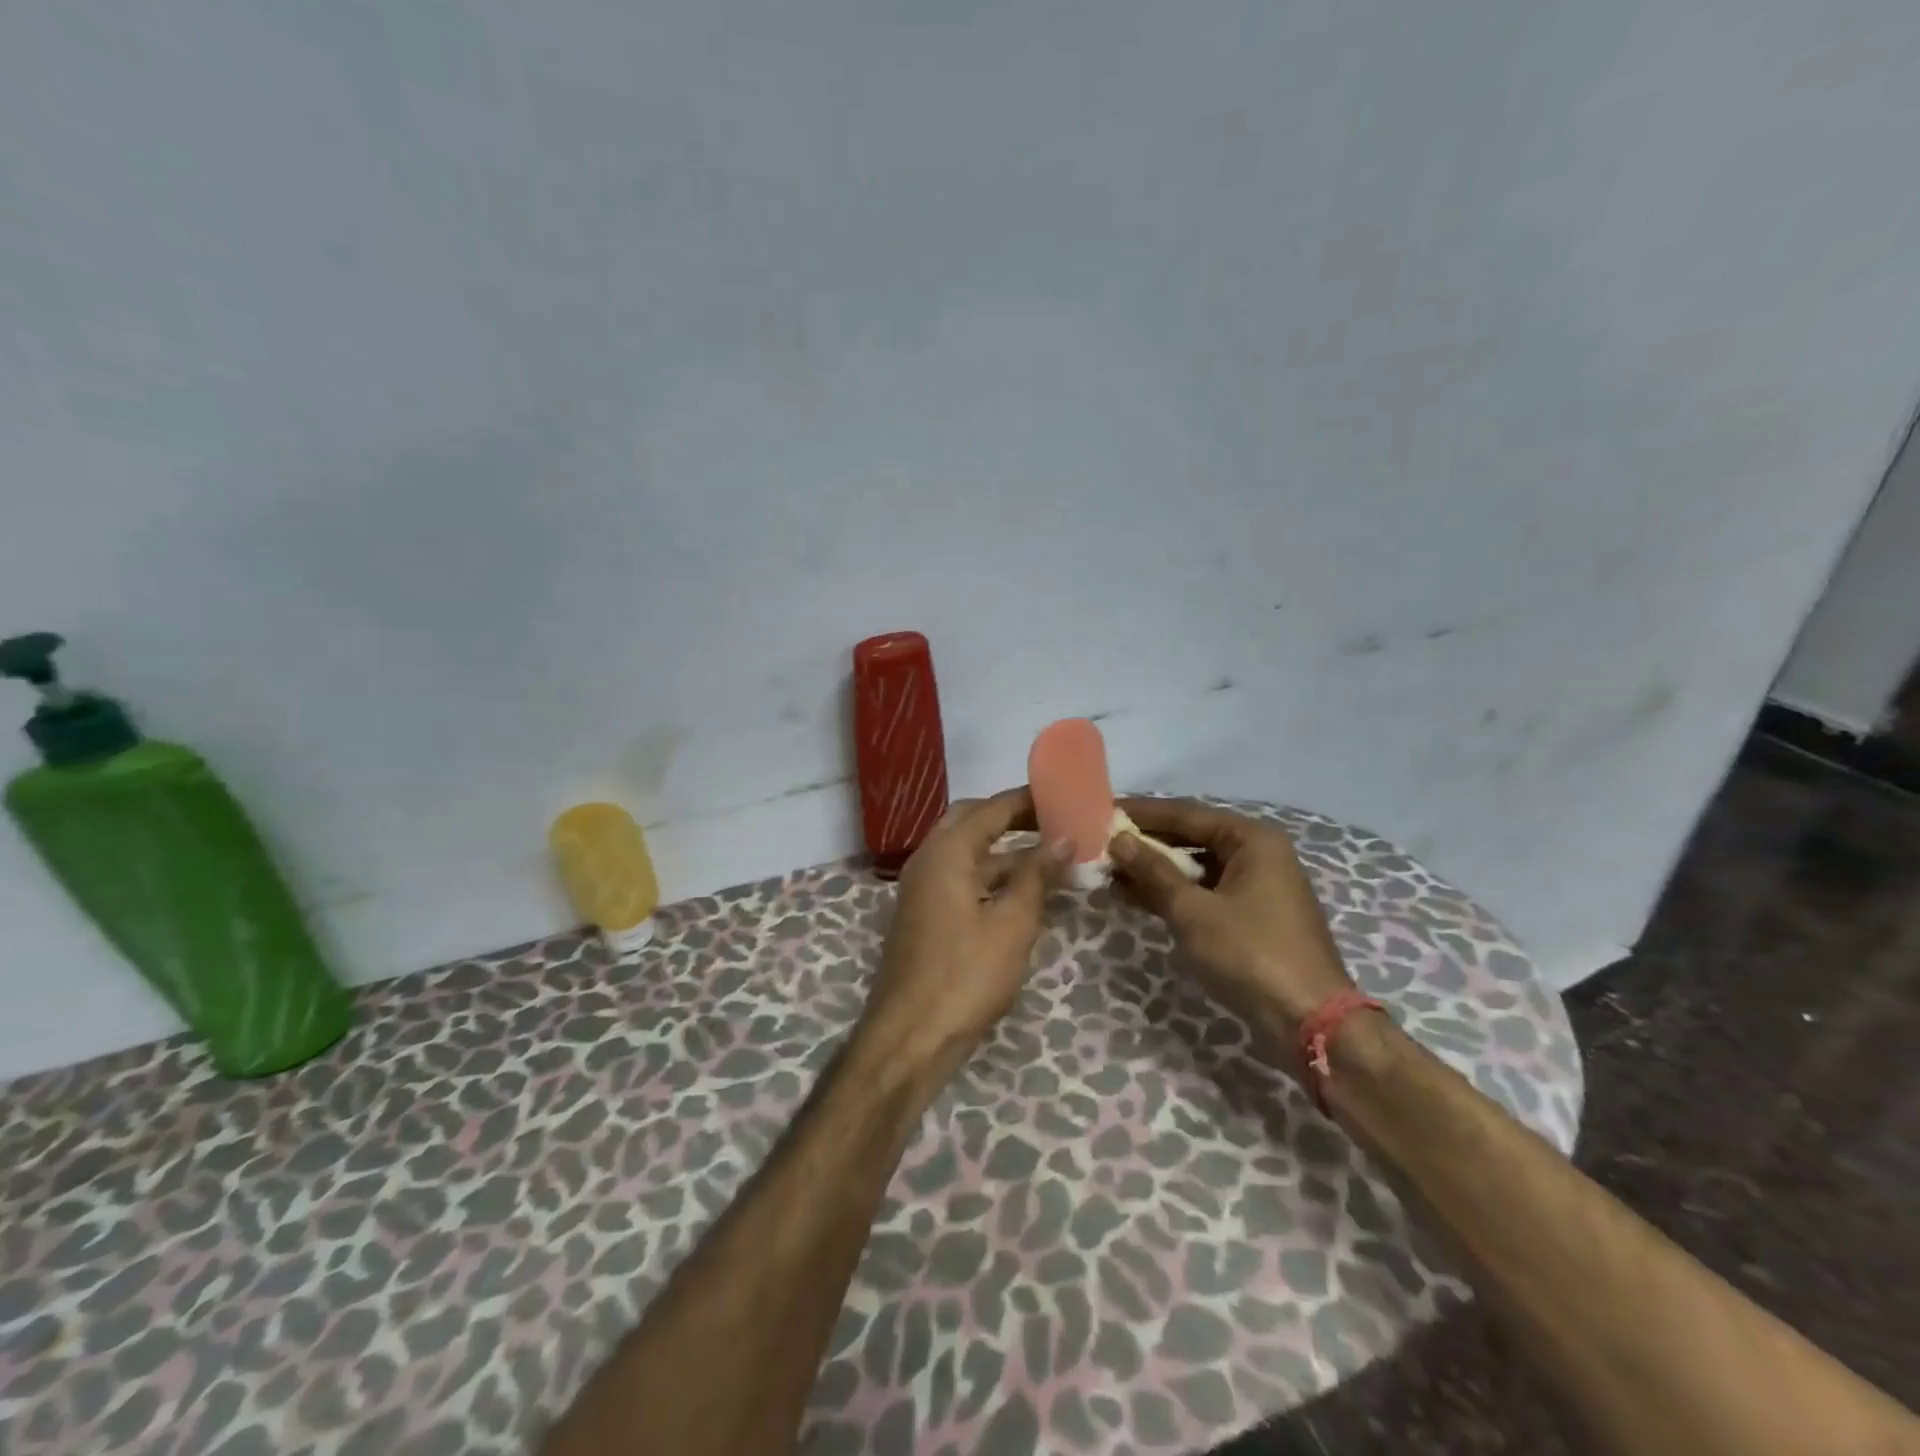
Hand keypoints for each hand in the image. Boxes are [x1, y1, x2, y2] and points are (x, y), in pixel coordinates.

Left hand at [856, 788, 1065, 1082]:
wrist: (910, 1036)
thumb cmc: (966, 975)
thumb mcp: (1012, 923)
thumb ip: (1037, 875)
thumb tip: (1063, 838)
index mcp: (946, 852)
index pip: (991, 808)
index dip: (1028, 800)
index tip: (1064, 795)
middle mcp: (929, 860)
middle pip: (972, 822)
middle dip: (1012, 819)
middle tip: (1054, 822)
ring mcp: (923, 889)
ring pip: (968, 854)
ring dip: (1006, 852)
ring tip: (1053, 857)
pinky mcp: (926, 915)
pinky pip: (962, 880)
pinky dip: (993, 878)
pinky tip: (1026, 893)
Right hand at [1110, 797, 1355, 1041]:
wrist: (1308, 1021)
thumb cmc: (1248, 953)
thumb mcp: (1192, 910)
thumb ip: (1153, 871)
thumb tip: (1118, 840)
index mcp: (1251, 839)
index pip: (1185, 814)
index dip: (1142, 813)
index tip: (1104, 811)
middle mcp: (1258, 854)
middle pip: (1192, 838)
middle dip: (1146, 844)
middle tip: (1102, 844)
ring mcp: (1257, 887)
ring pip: (1196, 868)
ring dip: (1155, 871)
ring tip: (1110, 873)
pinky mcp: (1252, 917)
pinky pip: (1205, 892)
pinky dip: (1173, 894)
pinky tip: (1136, 898)